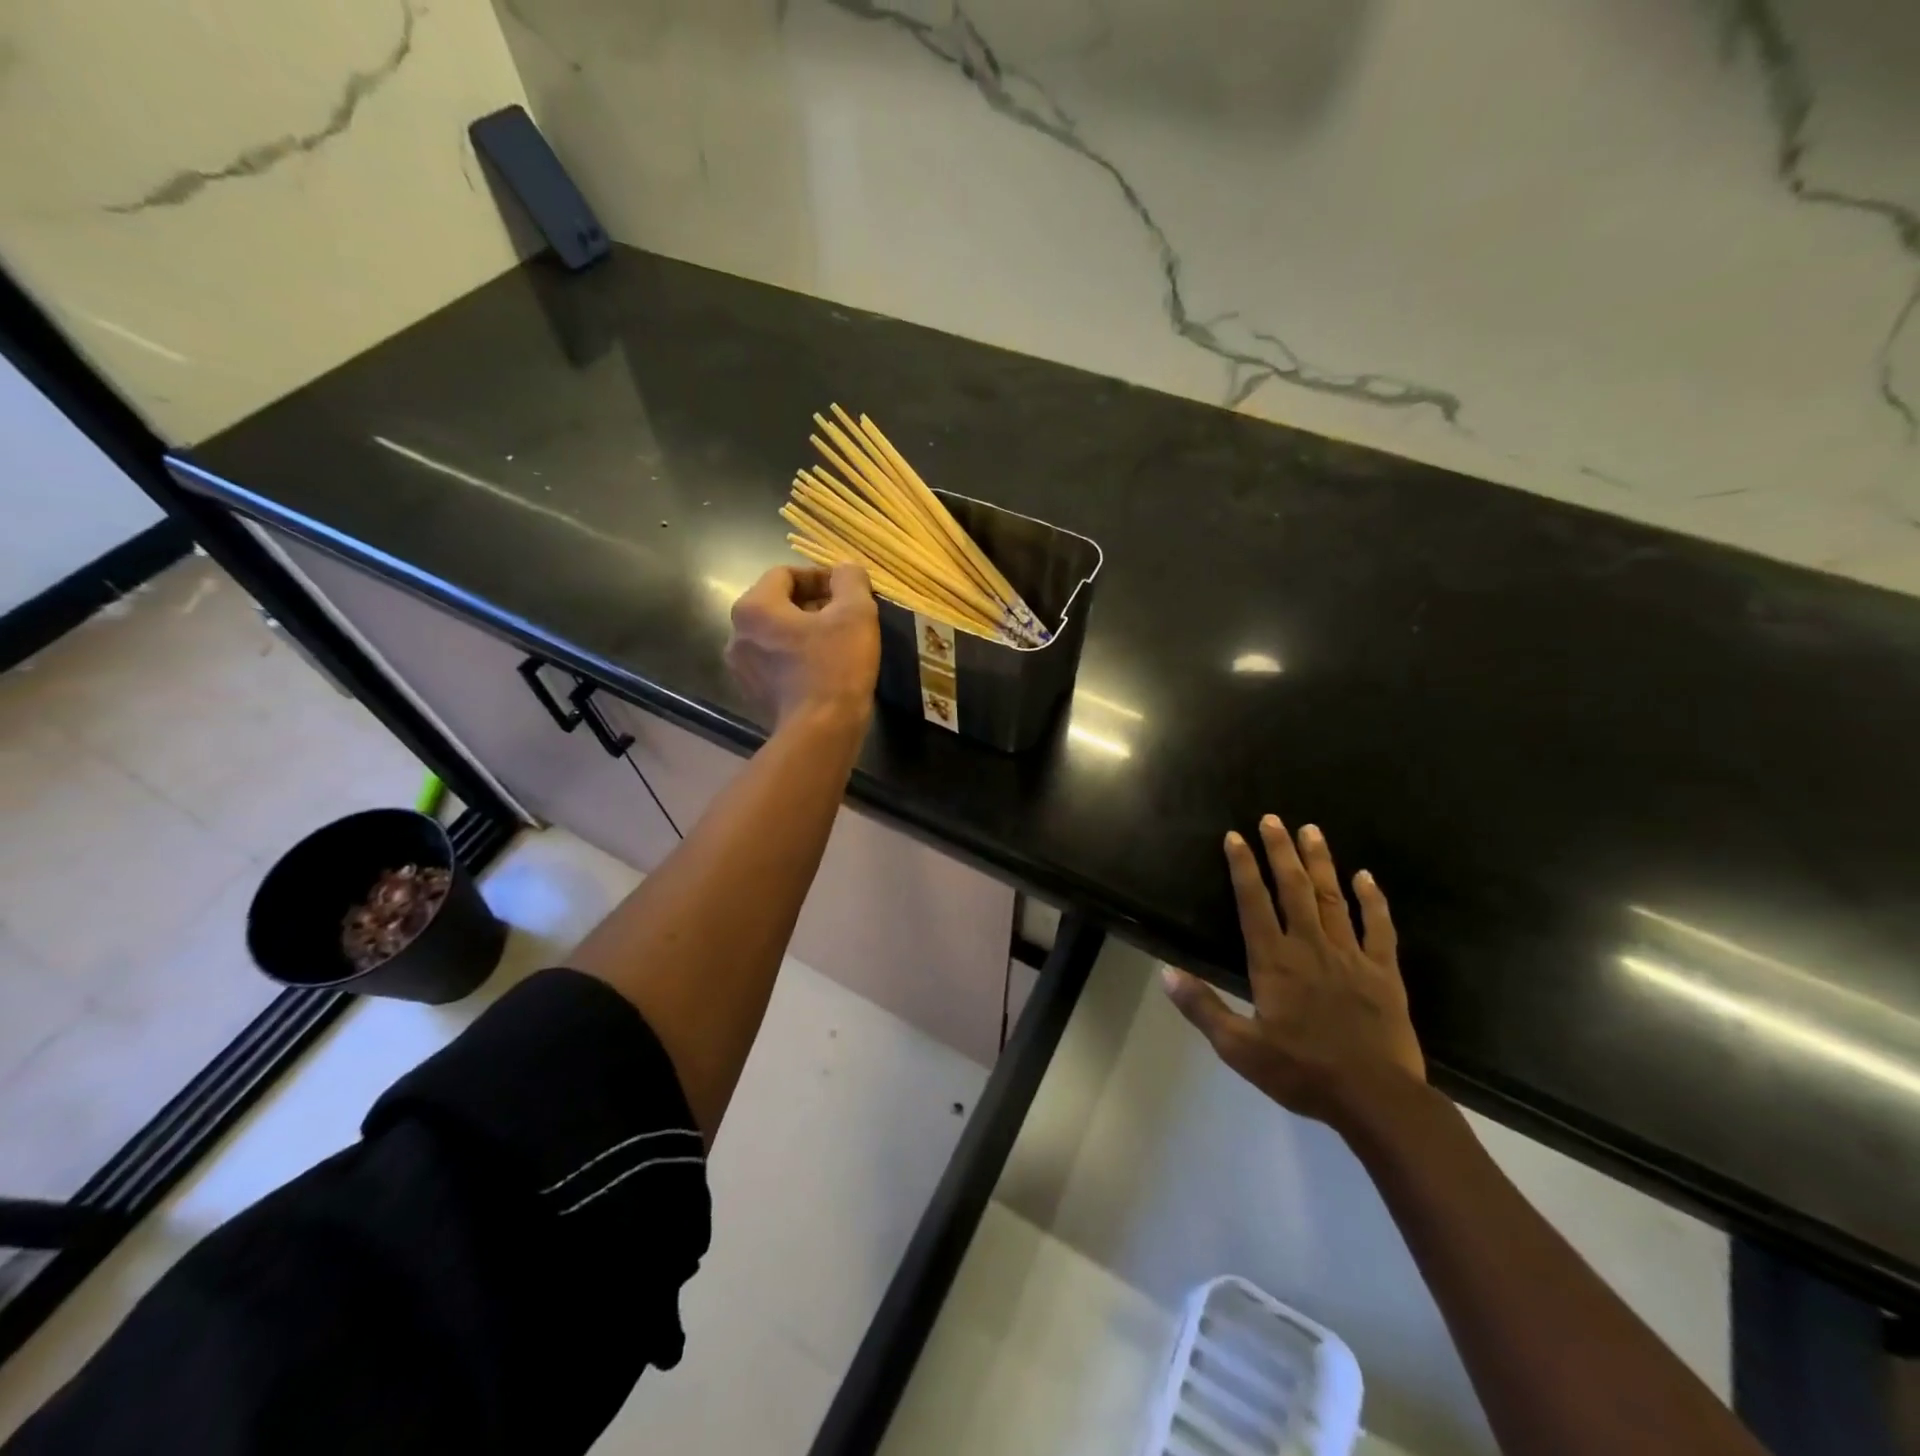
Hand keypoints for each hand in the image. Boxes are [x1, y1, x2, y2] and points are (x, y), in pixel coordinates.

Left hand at [725, 564, 879, 729]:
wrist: (821, 732)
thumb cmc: (836, 666)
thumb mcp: (855, 613)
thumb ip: (850, 580)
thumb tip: (845, 571)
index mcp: (754, 607)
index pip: (785, 574)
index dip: (819, 576)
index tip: (847, 591)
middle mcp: (736, 634)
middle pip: (777, 604)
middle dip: (812, 605)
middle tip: (845, 617)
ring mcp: (741, 668)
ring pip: (775, 635)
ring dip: (804, 632)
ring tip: (836, 643)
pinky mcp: (753, 694)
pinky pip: (774, 663)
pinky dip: (796, 658)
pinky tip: (823, 670)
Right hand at [1163, 815, 1425, 1129]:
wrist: (1376, 1098)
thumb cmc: (1302, 1071)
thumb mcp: (1240, 1047)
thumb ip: (1203, 1007)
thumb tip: (1166, 974)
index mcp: (1274, 962)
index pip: (1253, 903)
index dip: (1243, 867)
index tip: (1235, 837)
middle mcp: (1310, 947)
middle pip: (1293, 889)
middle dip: (1280, 851)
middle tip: (1272, 818)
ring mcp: (1351, 956)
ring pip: (1332, 898)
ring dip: (1320, 862)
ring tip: (1311, 830)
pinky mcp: (1384, 972)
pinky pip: (1379, 927)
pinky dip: (1372, 900)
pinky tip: (1365, 876)